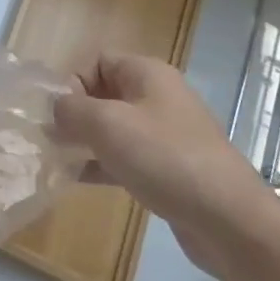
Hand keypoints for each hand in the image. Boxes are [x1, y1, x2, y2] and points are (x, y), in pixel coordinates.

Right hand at [53, 54, 279, 280]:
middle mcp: (157, 98)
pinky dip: (101, 165)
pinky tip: (77, 181)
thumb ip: (71, 109)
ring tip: (57, 160)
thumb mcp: (107, 124)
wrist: (229, 219)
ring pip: (113, 129)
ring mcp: (165, 135)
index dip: (72, 81)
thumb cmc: (165, 158)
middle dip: (74, 114)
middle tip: (50, 139)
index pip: (97, 61)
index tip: (56, 113)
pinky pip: (126, 157)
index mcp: (147, 74)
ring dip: (84, 141)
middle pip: (103, 94)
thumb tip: (55, 108)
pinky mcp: (168, 169)